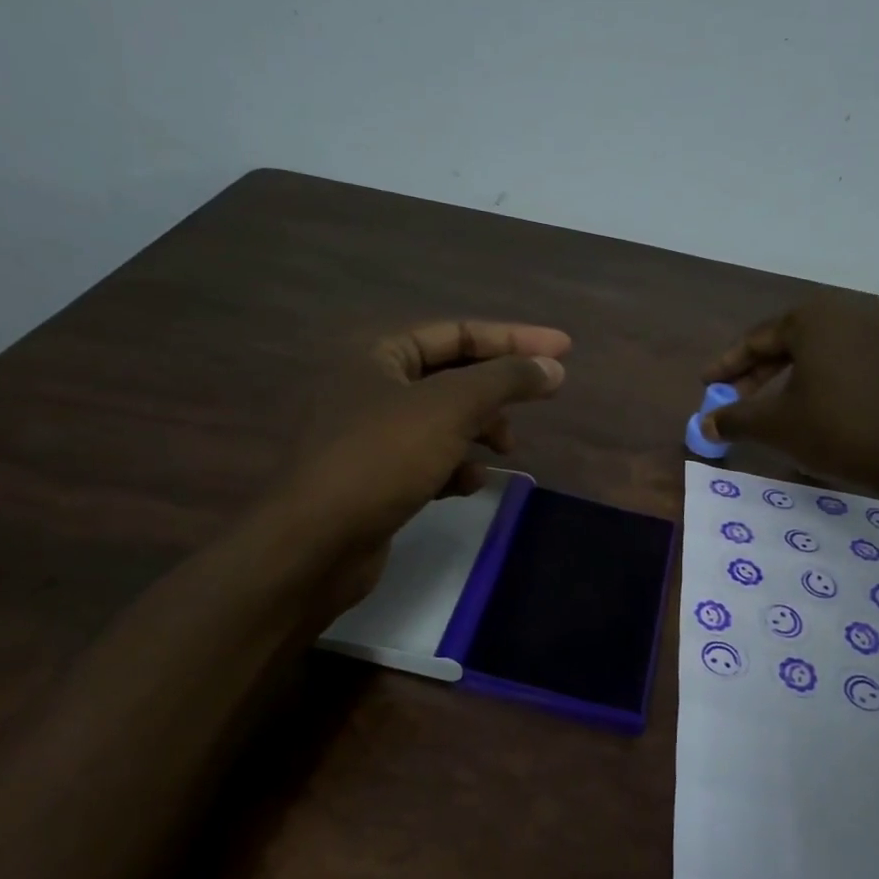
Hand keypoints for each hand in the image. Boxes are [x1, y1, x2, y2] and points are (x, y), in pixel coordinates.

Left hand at [278, 320, 569, 609]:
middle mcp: (368, 385)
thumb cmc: (380, 459)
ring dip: (478, 432)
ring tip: (505, 451)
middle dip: (496, 393)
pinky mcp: (372, 478)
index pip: (458, 332)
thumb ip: (506, 380)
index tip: (564, 350)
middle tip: (537, 406)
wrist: (313, 545)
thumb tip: (553, 366)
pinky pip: (426, 459)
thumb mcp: (450, 409)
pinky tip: (468, 487)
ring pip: (441, 421)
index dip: (514, 339)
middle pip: (451, 376)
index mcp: (376, 352)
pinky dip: (453, 467)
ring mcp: (367, 434)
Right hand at [702, 295, 878, 516]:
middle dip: (760, 373)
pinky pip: (858, 364)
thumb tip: (705, 423)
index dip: (727, 366)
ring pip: (826, 353)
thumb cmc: (838, 430)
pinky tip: (829, 411)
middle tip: (738, 400)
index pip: (758, 339)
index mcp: (814, 318)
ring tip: (781, 408)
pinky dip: (833, 383)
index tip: (708, 385)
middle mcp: (852, 313)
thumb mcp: (775, 426)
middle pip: (792, 342)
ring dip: (797, 378)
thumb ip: (735, 419)